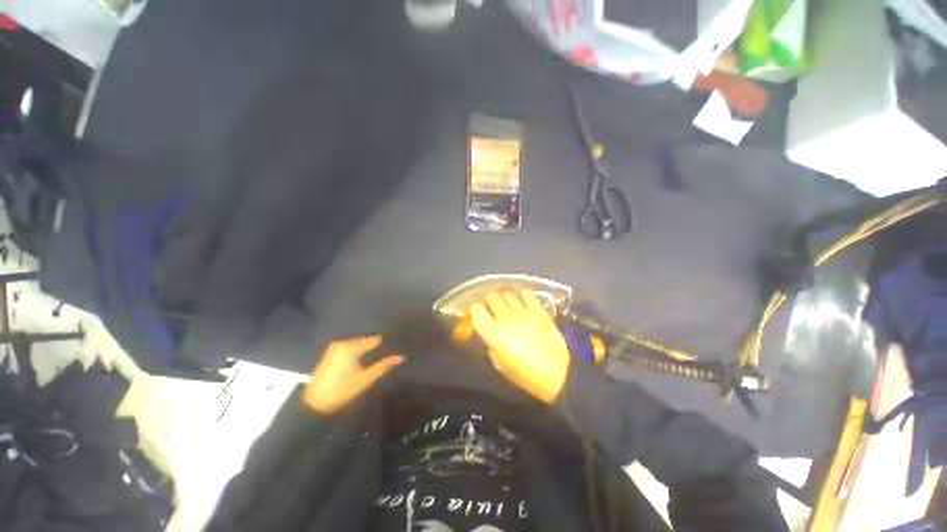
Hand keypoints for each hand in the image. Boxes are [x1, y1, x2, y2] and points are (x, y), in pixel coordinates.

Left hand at [302, 336, 403, 414]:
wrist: (313, 404)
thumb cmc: (340, 391)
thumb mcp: (364, 379)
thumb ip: (383, 366)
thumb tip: (400, 357)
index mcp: (350, 347)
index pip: (374, 340)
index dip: (386, 343)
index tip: (397, 346)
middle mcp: (342, 343)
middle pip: (366, 341)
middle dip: (377, 347)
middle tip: (390, 352)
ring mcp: (335, 347)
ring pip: (358, 344)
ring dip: (368, 349)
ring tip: (381, 355)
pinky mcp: (330, 353)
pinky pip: (350, 348)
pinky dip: (358, 352)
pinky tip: (366, 358)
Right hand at [470, 291, 570, 403]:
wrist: (558, 374)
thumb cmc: (525, 375)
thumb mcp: (500, 365)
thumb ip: (491, 345)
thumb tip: (490, 333)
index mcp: (493, 334)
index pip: (477, 310)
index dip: (476, 309)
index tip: (478, 312)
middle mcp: (505, 319)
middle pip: (492, 297)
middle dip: (490, 300)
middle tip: (493, 305)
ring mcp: (523, 313)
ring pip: (508, 293)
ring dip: (505, 296)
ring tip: (508, 302)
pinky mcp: (539, 310)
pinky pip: (527, 294)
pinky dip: (522, 294)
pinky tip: (522, 299)